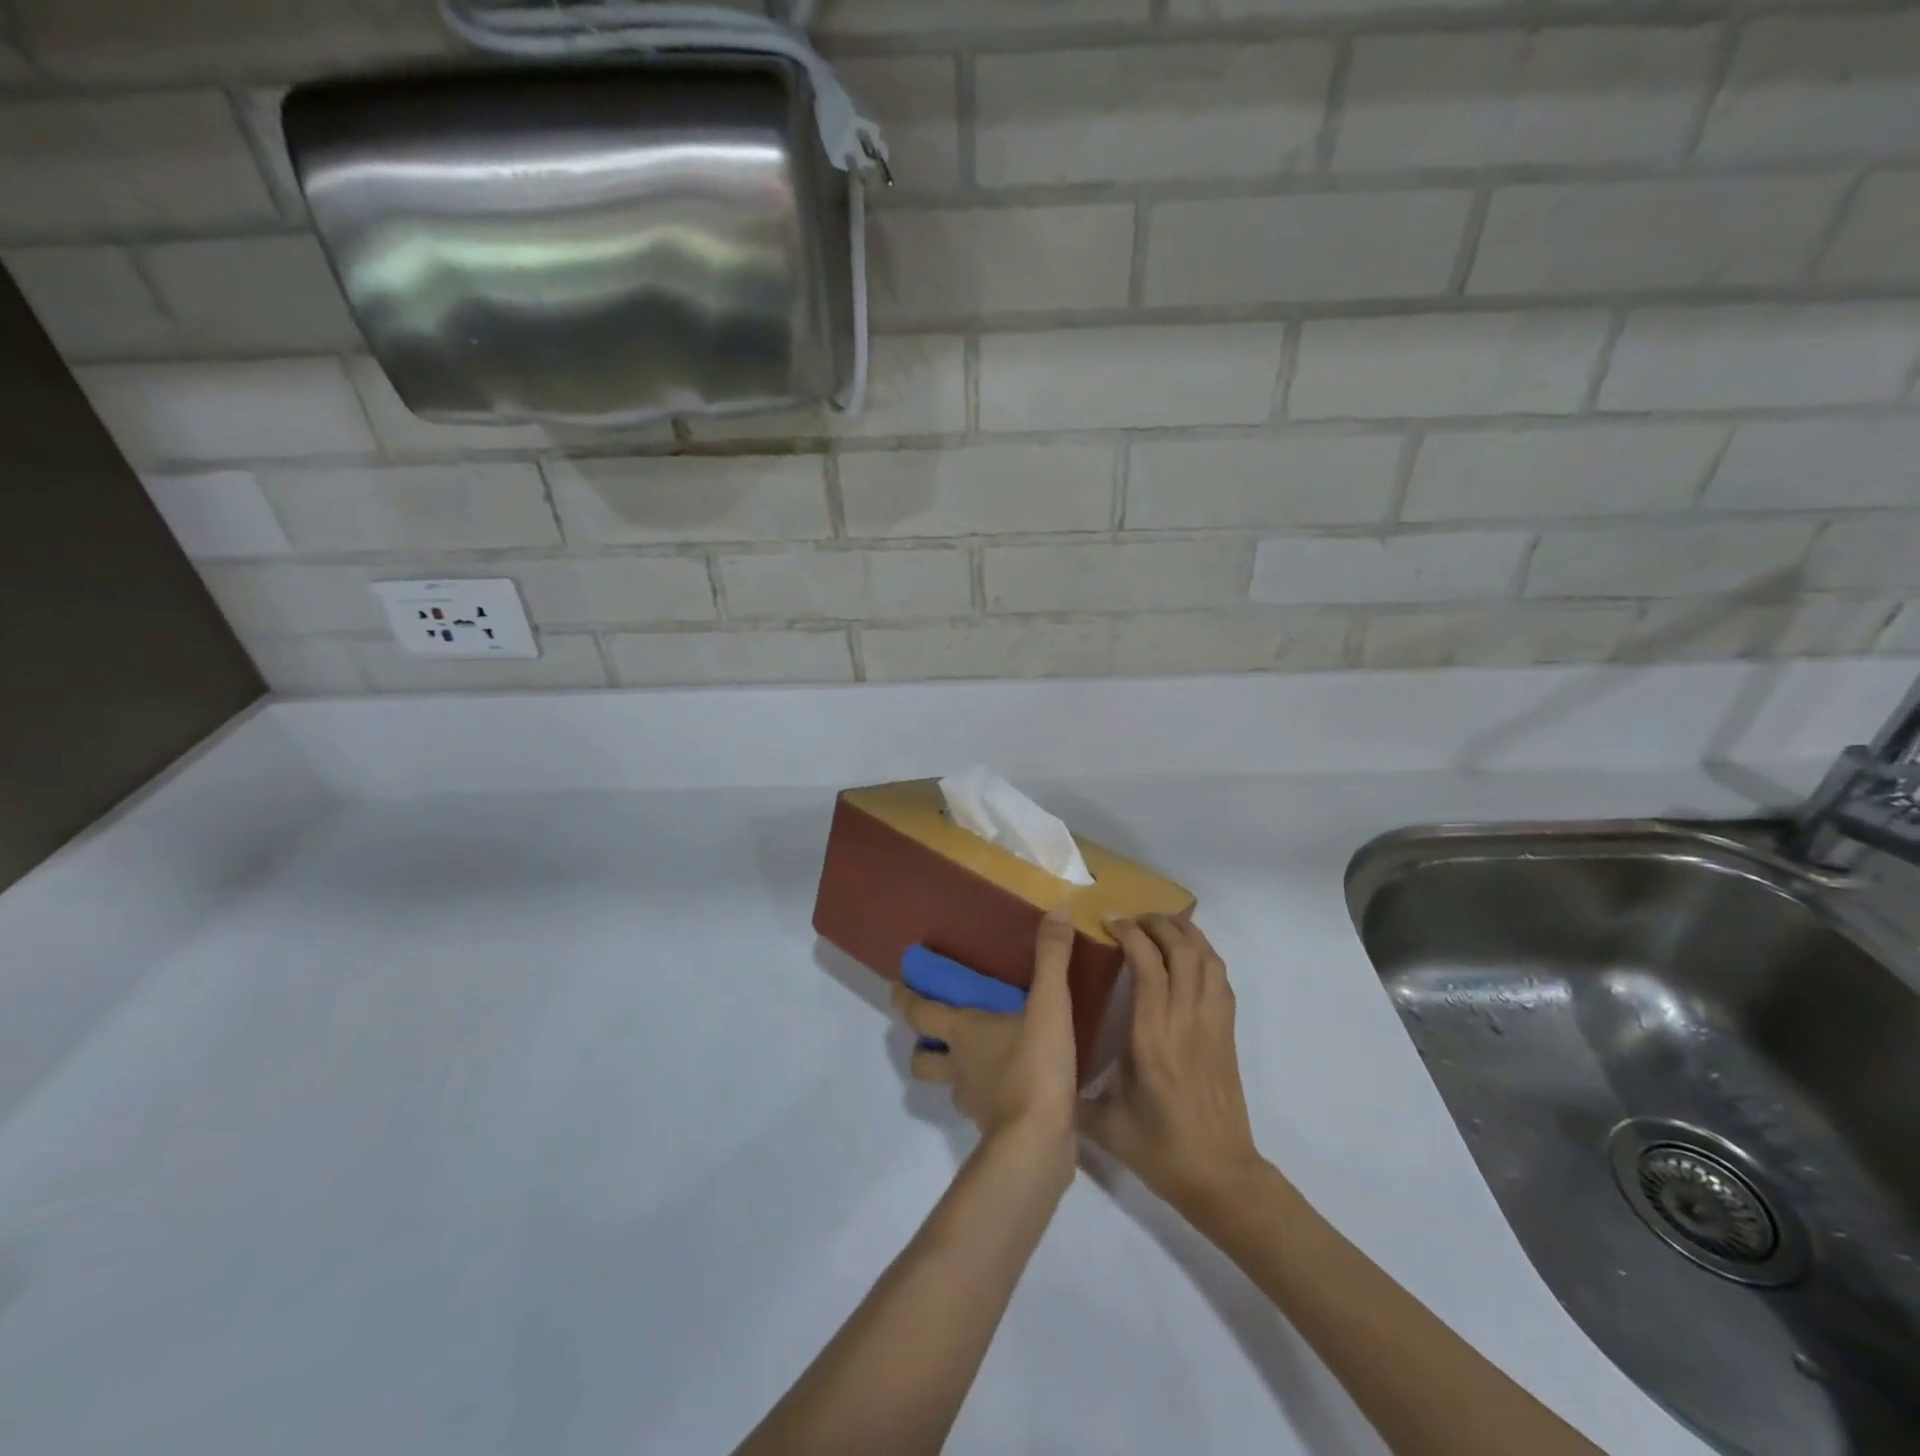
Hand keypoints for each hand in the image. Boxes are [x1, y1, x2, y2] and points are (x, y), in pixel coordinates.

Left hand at [894, 908, 1079, 1153]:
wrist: (1038, 1144)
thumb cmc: (1034, 1067)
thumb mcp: (1049, 1005)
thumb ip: (1051, 959)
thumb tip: (1057, 911)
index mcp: (962, 1033)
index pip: (919, 1012)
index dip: (905, 998)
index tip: (894, 985)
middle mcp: (959, 1066)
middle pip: (922, 1057)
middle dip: (920, 1044)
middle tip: (932, 1030)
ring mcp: (974, 1101)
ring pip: (951, 1084)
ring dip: (954, 1071)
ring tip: (976, 1058)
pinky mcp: (995, 1127)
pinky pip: (981, 1106)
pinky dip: (986, 1095)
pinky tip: (1010, 1087)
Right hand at [1081, 914, 1262, 1211]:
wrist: (1221, 1177)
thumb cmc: (1159, 1149)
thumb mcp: (1103, 1123)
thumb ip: (1069, 1092)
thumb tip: (1040, 1070)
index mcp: (1152, 1037)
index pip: (1148, 965)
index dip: (1131, 933)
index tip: (1110, 923)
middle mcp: (1185, 1020)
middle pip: (1183, 949)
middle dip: (1158, 923)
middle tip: (1133, 920)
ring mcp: (1212, 1024)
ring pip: (1207, 958)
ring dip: (1185, 933)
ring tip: (1161, 926)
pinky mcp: (1227, 1033)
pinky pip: (1221, 979)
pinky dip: (1205, 955)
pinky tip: (1188, 957)